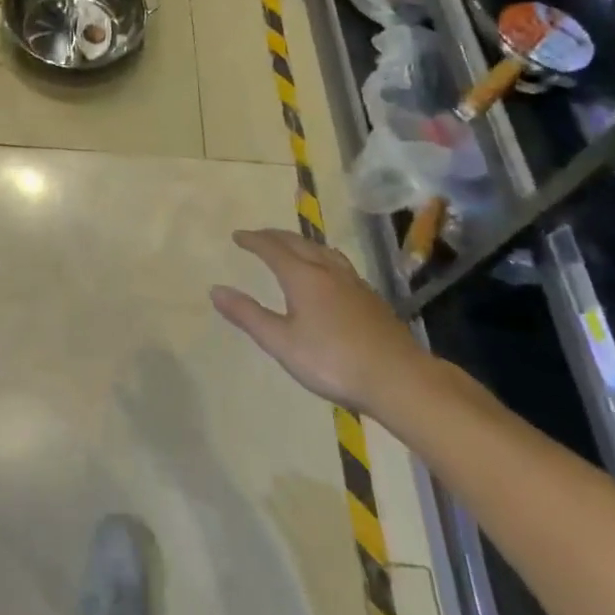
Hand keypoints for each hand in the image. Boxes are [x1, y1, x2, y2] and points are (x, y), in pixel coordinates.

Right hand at [212, 229, 430, 415]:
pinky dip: (323, 258)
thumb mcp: (282, 343)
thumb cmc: (333, 362)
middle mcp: (328, 271)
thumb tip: (215, 290)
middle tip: (259, 236)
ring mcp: (354, 283)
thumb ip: (248, 315)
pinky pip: (339, 264)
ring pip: (323, 251)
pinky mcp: (371, 298)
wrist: (398, 379)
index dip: (254, 240)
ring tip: (293, 246)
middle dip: (275, 237)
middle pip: (299, 243)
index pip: (273, 249)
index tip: (238, 236)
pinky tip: (329, 274)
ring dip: (302, 243)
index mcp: (303, 277)